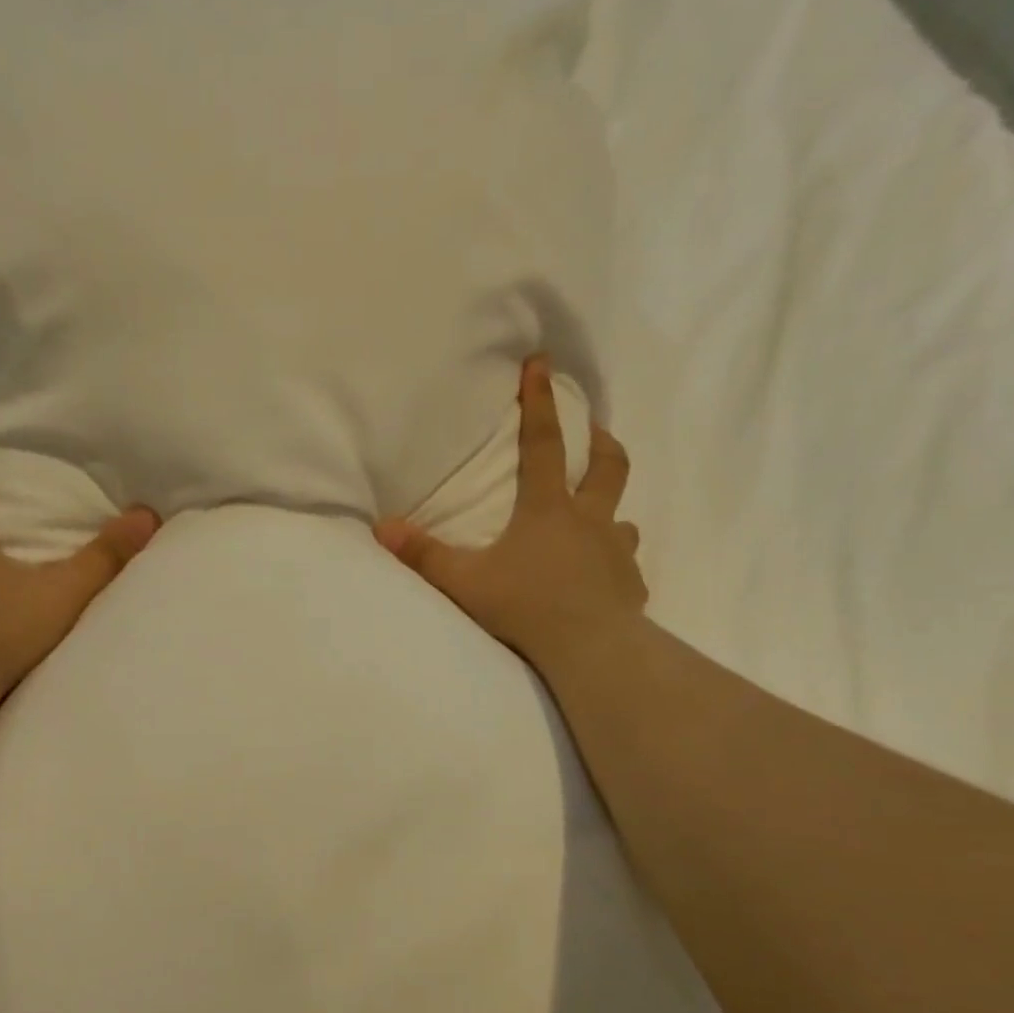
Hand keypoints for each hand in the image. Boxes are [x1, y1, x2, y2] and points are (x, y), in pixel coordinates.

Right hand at [373, 356, 646, 672]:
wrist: (587, 649)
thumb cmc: (524, 607)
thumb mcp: (464, 582)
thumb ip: (423, 555)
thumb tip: (381, 527)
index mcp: (548, 510)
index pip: (544, 444)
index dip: (540, 402)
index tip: (542, 363)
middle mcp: (590, 522)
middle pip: (607, 467)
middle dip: (599, 442)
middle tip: (594, 431)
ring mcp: (617, 553)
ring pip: (624, 519)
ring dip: (611, 512)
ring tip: (599, 521)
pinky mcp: (632, 587)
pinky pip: (627, 569)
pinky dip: (616, 568)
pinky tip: (606, 582)